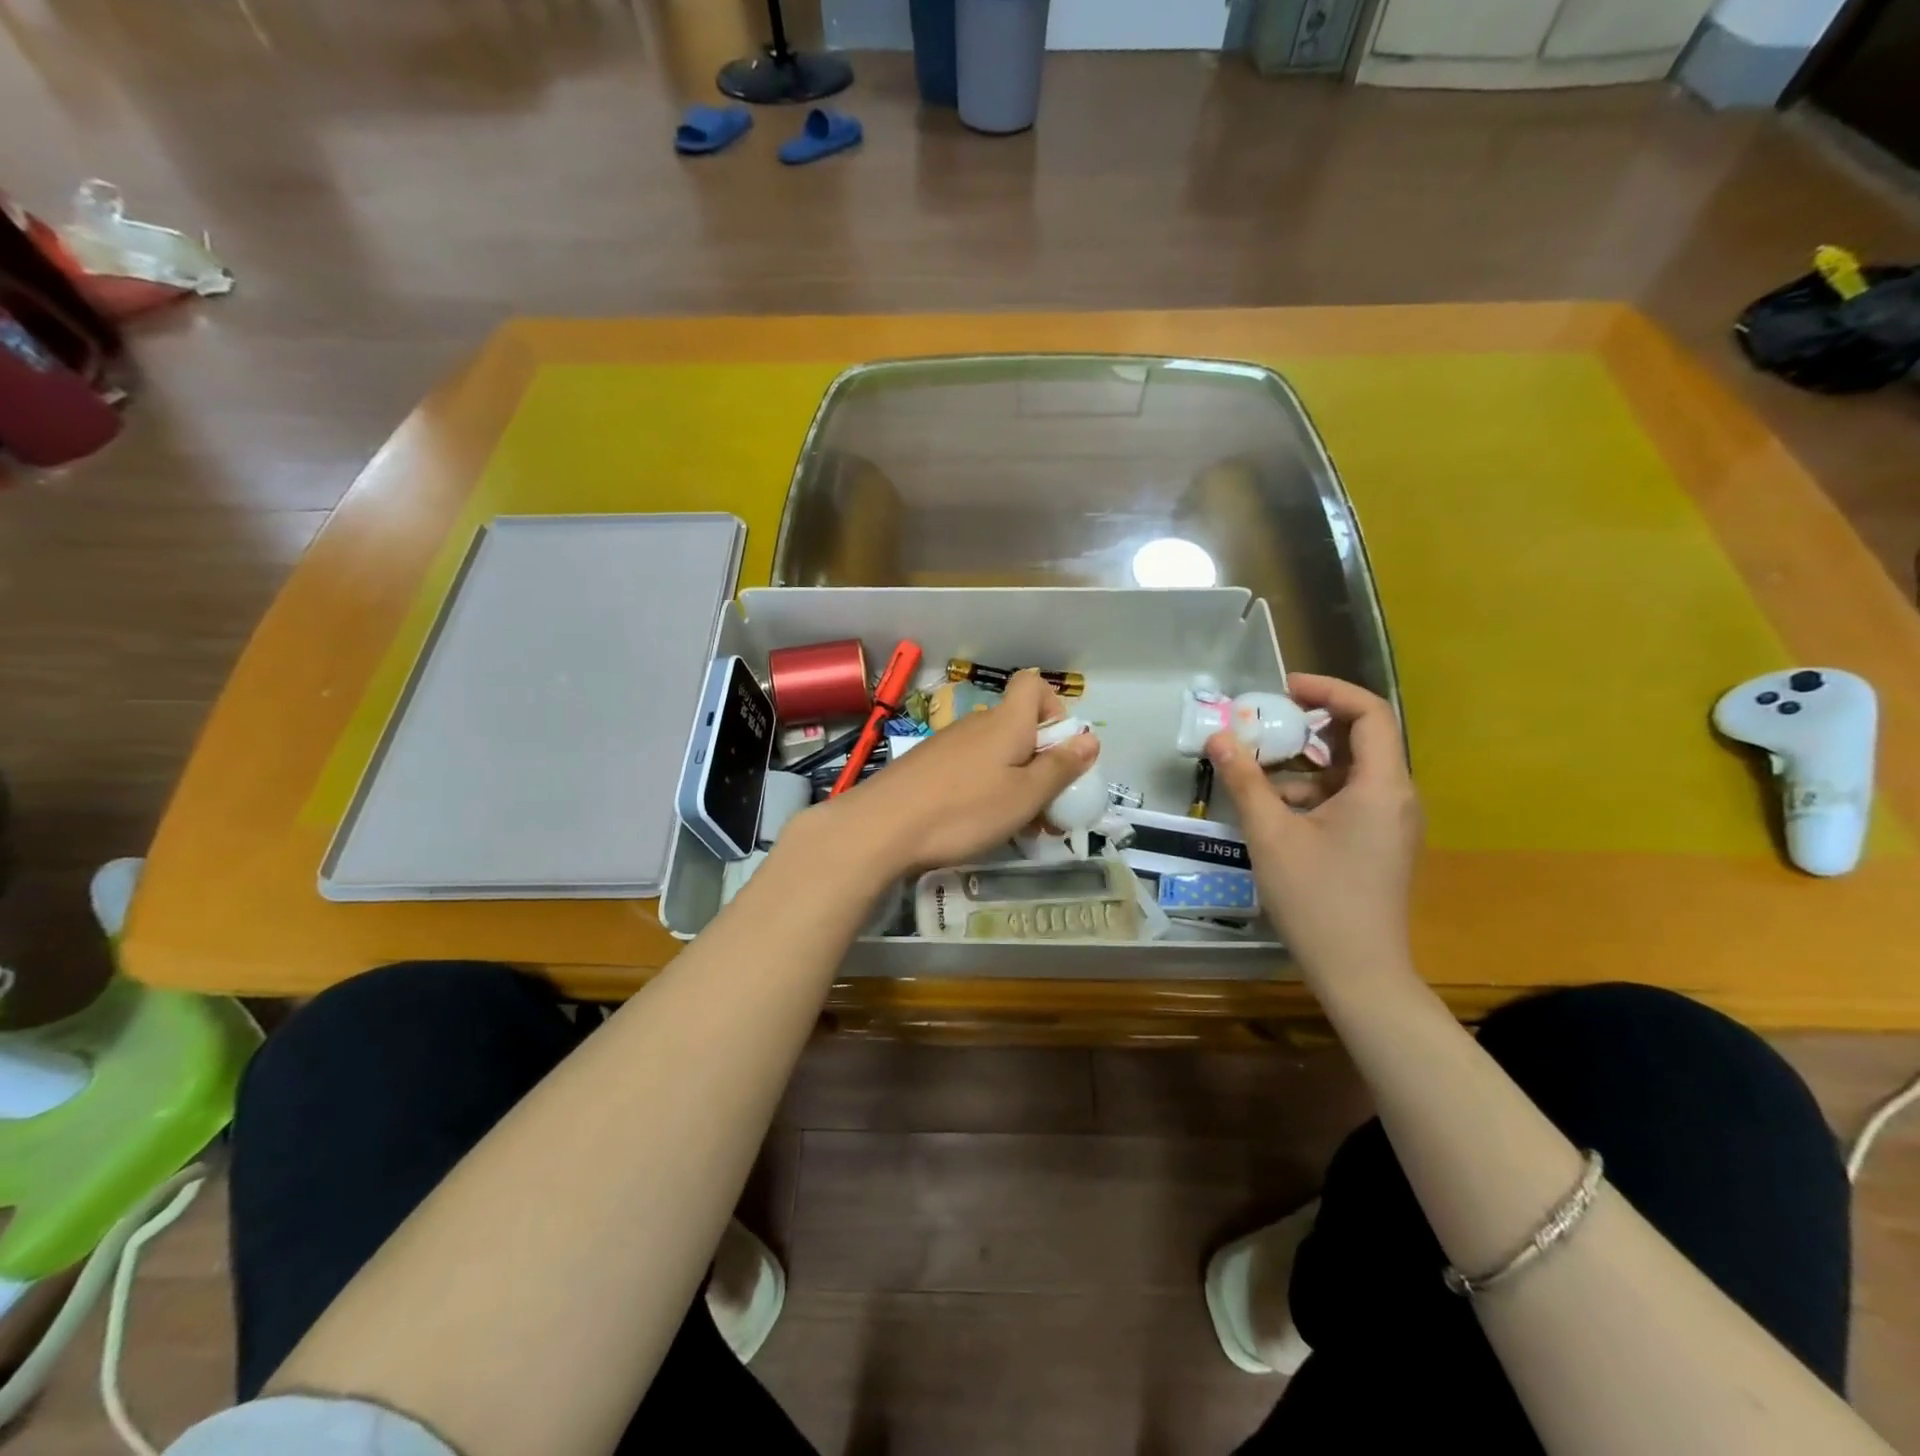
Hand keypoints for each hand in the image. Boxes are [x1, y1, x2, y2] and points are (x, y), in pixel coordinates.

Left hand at [819, 669, 1099, 876]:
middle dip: (1039, 762)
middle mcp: (977, 724)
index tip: (1060, 750)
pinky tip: (976, 824)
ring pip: (994, 753)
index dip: (1054, 709)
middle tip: (1045, 808)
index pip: (1033, 685)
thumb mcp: (1024, 796)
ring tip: (1014, 826)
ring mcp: (947, 743)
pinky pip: (968, 768)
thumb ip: (1060, 767)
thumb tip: (1090, 738)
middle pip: (1018, 727)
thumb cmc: (964, 810)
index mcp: (1007, 722)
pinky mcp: (926, 765)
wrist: (881, 827)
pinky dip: (983, 789)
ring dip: (1013, 782)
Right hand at [1206, 673, 1421, 979]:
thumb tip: (1218, 738)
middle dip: (1308, 727)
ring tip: (1254, 773)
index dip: (1328, 690)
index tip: (1283, 689)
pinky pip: (1347, 800)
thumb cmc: (1316, 898)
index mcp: (1382, 786)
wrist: (1359, 972)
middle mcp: (1396, 796)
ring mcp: (1390, 822)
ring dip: (1302, 766)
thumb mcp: (1271, 834)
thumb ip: (1245, 780)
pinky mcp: (1379, 843)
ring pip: (1348, 773)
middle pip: (1359, 739)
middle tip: (1262, 725)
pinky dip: (1311, 794)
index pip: (1369, 712)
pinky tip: (1271, 812)